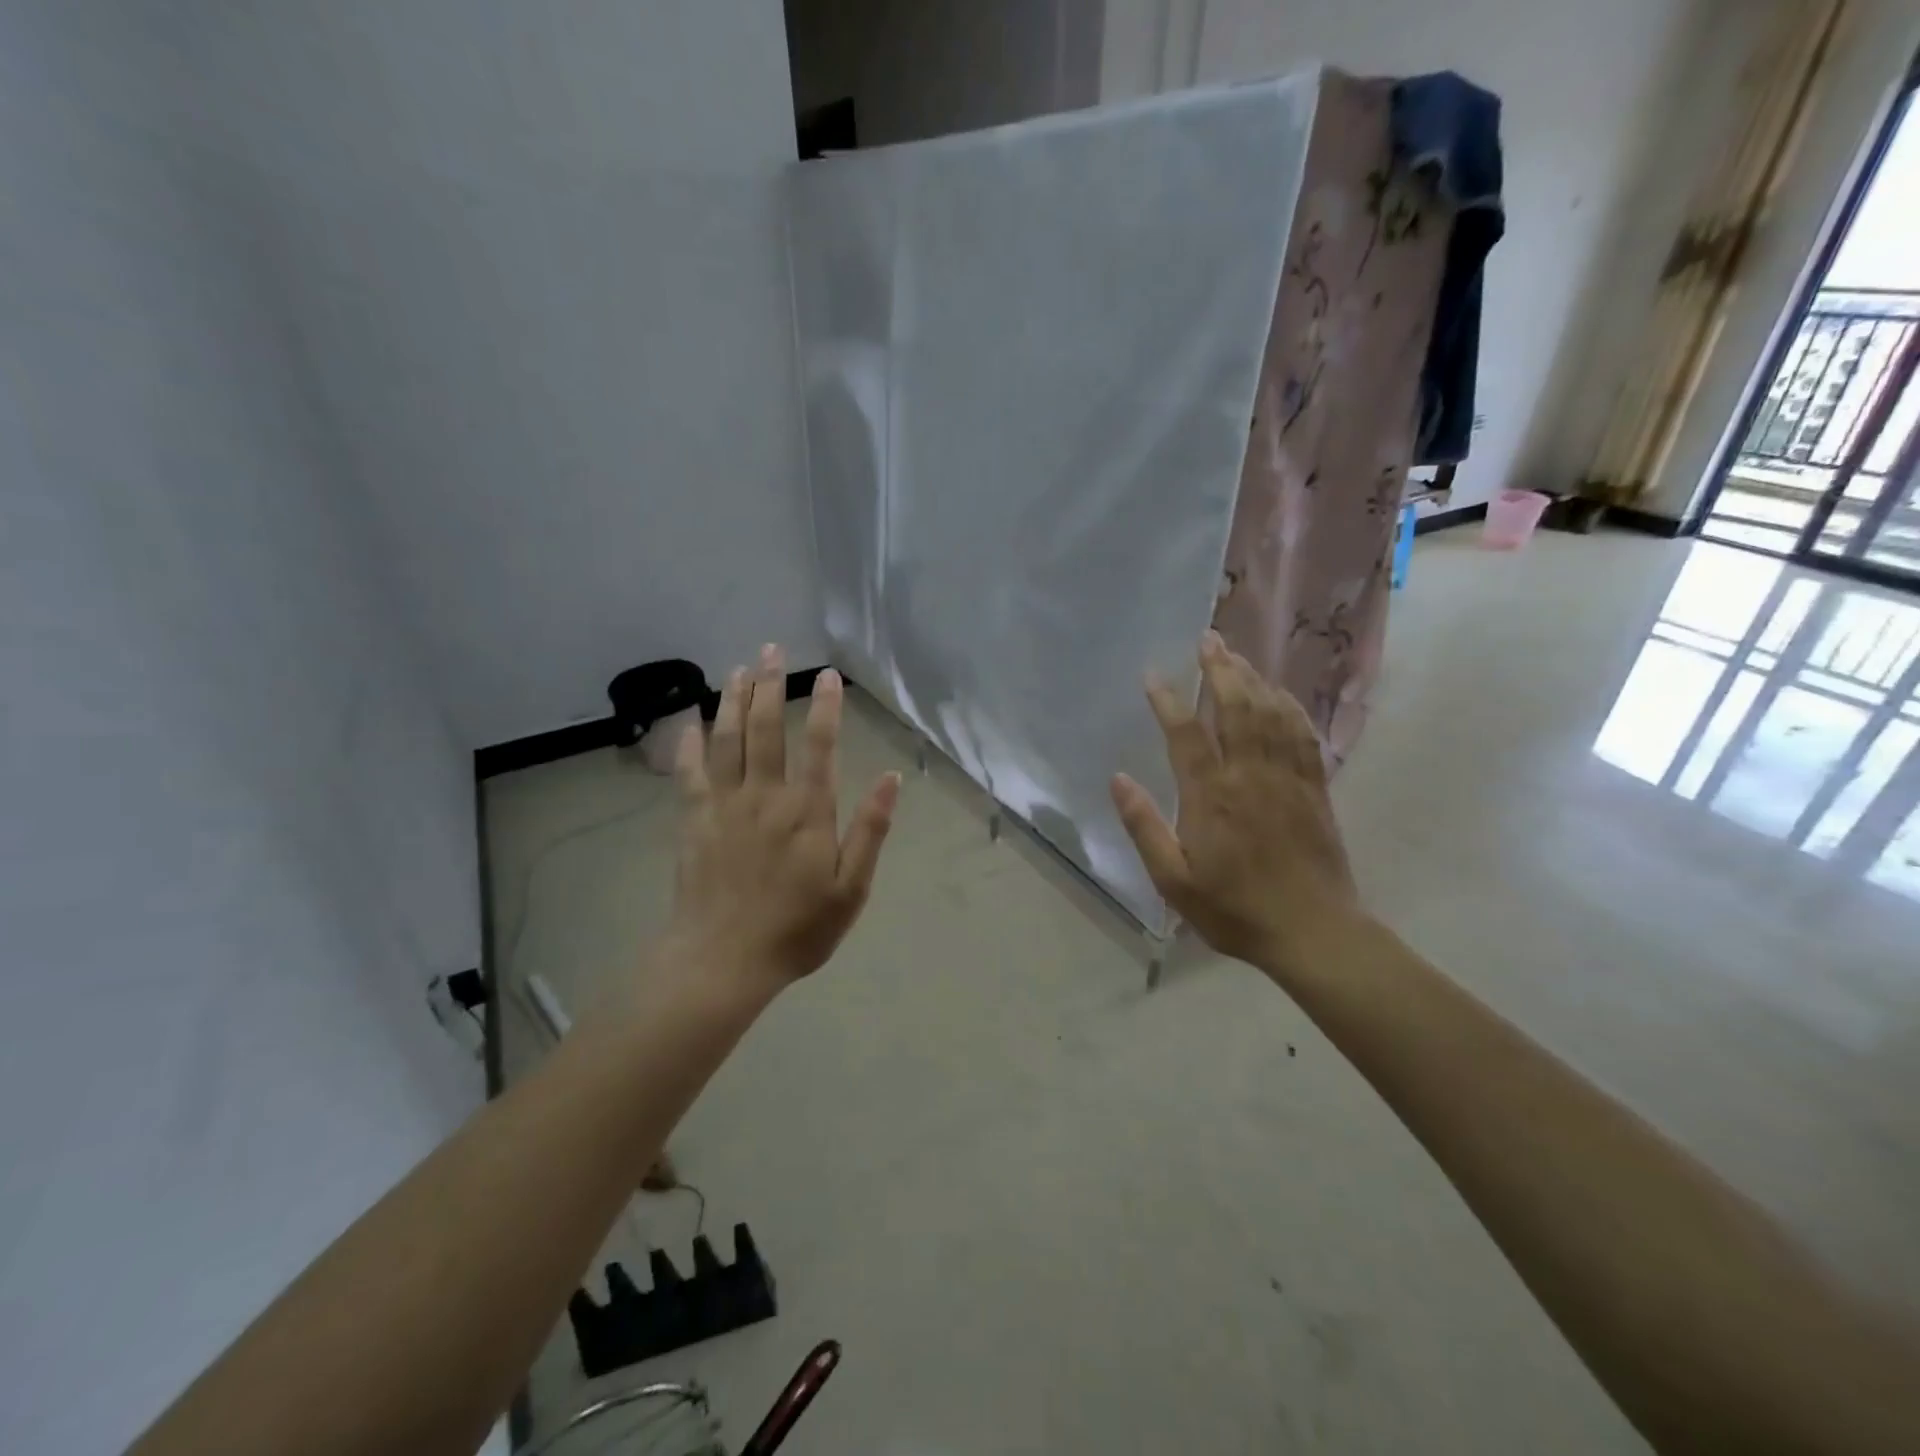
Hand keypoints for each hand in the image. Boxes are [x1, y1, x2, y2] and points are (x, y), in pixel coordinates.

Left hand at [667, 645, 899, 991]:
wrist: (722, 961)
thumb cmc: (796, 929)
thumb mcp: (851, 889)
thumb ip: (870, 830)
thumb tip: (892, 779)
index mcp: (808, 812)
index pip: (820, 746)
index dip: (825, 707)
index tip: (827, 675)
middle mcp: (765, 796)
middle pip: (767, 729)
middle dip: (770, 686)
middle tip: (772, 649)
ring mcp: (725, 806)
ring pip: (729, 740)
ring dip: (734, 701)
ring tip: (739, 668)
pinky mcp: (694, 821)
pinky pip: (691, 773)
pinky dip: (691, 744)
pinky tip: (693, 721)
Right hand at [1110, 632, 1360, 980]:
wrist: (1313, 932)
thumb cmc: (1234, 909)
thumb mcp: (1174, 881)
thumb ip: (1145, 827)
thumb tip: (1118, 779)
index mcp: (1212, 798)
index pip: (1186, 735)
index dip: (1168, 701)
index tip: (1152, 675)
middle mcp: (1250, 776)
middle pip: (1236, 708)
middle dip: (1220, 670)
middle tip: (1207, 639)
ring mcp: (1287, 778)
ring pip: (1271, 713)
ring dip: (1253, 679)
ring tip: (1236, 654)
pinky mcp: (1314, 787)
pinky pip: (1303, 734)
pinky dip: (1289, 707)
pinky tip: (1279, 693)